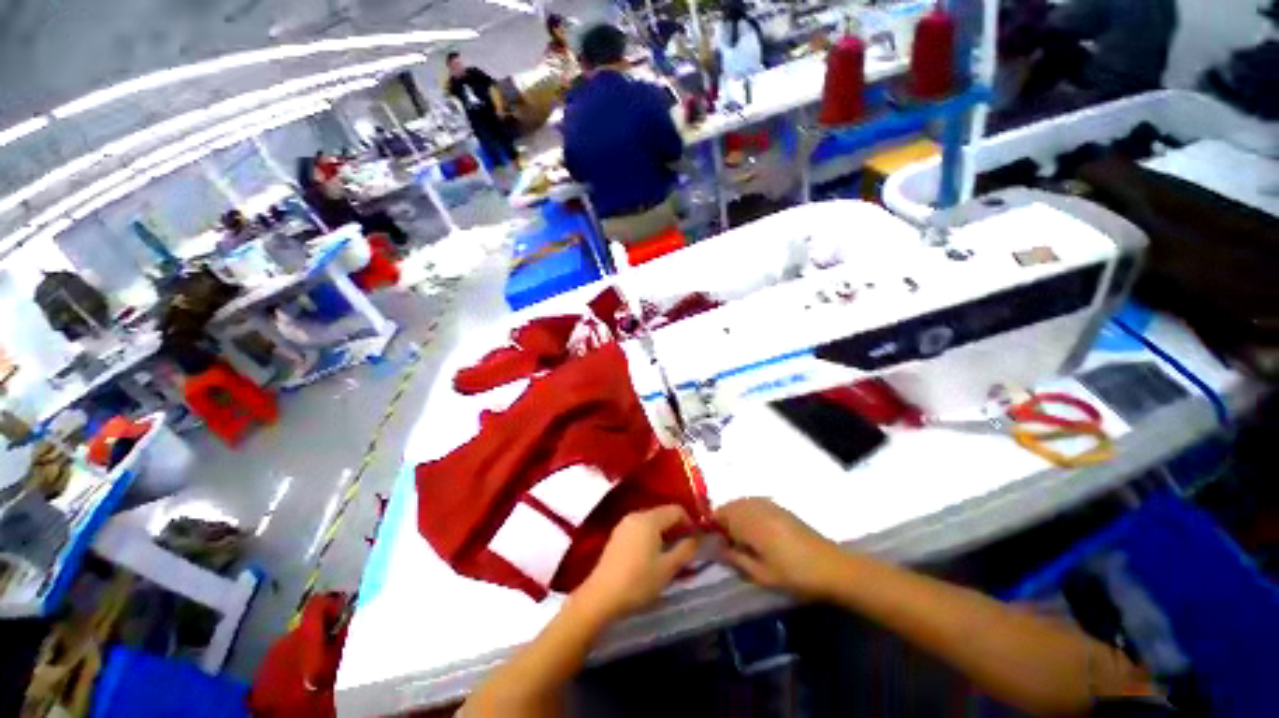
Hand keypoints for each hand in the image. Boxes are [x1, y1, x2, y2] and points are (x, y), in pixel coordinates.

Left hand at [574, 505, 701, 620]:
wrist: (601, 596)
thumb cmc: (638, 581)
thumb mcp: (667, 568)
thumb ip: (686, 549)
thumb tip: (698, 537)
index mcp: (650, 519)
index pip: (676, 509)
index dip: (689, 522)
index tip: (695, 540)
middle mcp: (637, 515)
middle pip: (663, 513)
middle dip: (676, 527)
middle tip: (684, 548)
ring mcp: (624, 523)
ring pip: (651, 520)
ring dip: (663, 532)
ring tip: (669, 553)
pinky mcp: (617, 534)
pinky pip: (640, 527)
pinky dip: (650, 535)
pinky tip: (651, 555)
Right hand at [715, 498, 839, 598]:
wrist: (831, 567)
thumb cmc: (794, 575)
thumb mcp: (762, 575)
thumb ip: (736, 559)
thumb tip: (718, 548)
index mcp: (750, 523)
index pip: (720, 514)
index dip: (714, 527)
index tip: (717, 544)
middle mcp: (757, 507)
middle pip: (730, 505)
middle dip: (724, 520)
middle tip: (729, 544)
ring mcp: (769, 505)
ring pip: (742, 503)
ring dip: (736, 516)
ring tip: (742, 539)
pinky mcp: (780, 507)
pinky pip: (755, 503)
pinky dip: (748, 512)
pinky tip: (757, 531)